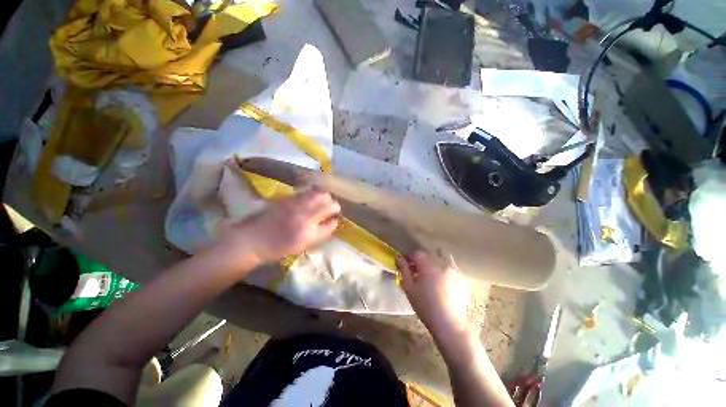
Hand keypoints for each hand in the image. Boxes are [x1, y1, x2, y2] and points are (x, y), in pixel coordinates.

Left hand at [216, 190, 340, 265]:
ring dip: (324, 197)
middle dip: (333, 204)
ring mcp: (296, 205)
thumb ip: (320, 233)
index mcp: (309, 234)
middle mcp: (304, 217)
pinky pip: (306, 191)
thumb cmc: (277, 247)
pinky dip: (313, 193)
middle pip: (328, 203)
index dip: (334, 219)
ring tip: (322, 201)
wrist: (251, 239)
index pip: (331, 223)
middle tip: (331, 208)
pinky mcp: (287, 198)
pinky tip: (310, 196)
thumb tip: (332, 221)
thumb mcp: (302, 246)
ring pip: (319, 194)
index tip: (334, 218)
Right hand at [397, 251, 469, 336]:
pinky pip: (452, 266)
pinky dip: (445, 268)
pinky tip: (442, 281)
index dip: (409, 257)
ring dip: (435, 259)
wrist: (449, 324)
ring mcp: (454, 270)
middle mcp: (443, 263)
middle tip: (417, 269)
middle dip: (422, 258)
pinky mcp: (462, 277)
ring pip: (443, 256)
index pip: (417, 253)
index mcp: (428, 266)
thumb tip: (399, 258)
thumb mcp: (409, 288)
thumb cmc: (425, 306)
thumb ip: (404, 270)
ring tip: (432, 272)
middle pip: (430, 253)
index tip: (405, 264)